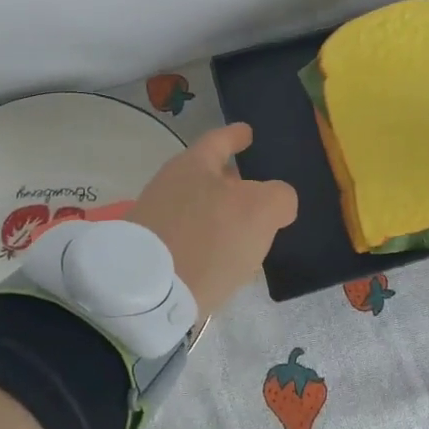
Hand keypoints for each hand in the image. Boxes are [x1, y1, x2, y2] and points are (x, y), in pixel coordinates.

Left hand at [128, 123, 297, 317]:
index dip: (236, 135)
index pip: (219, 139)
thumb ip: (279, 197)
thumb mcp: (261, 210)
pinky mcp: (153, 253)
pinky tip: (226, 256)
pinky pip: (191, 237)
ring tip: (249, 229)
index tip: (248, 133)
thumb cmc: (209, 238)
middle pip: (208, 175)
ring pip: (200, 208)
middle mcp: (170, 185)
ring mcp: (157, 220)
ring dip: (223, 214)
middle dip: (233, 180)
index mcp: (193, 164)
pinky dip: (210, 241)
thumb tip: (278, 203)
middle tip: (259, 188)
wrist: (149, 295)